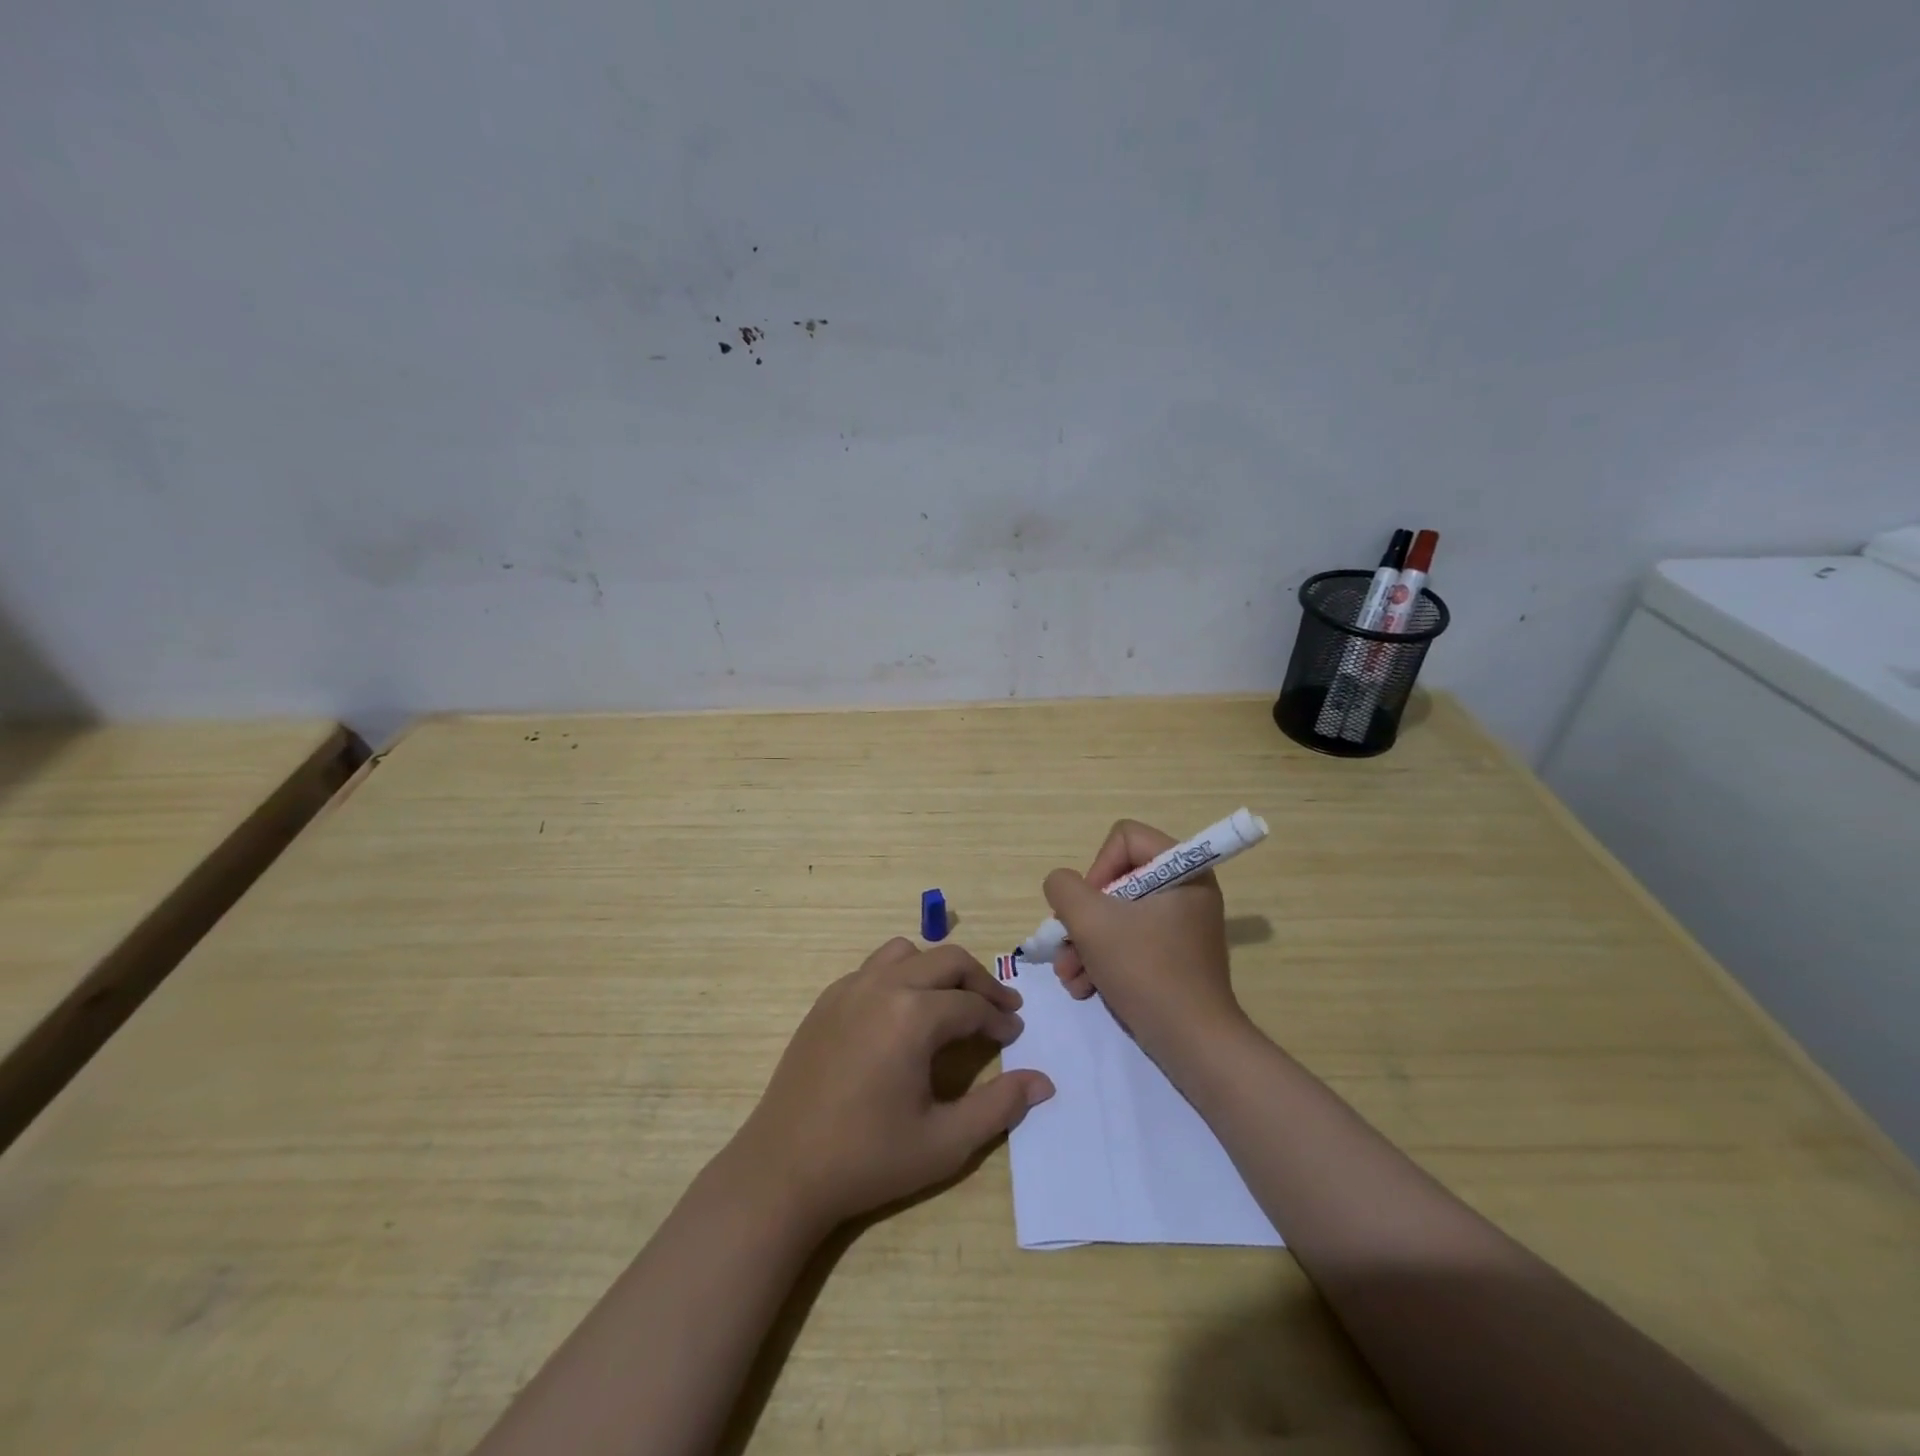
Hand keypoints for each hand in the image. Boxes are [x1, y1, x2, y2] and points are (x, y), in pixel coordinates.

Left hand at [728, 938, 1054, 1232]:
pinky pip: (874, 968)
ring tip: (952, 1002)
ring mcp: (849, 988)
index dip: (1000, 1019)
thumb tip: (1043, 1082)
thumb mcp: (944, 1142)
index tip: (1015, 1034)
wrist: (783, 1170)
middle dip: (979, 982)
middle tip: (1000, 1008)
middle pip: (946, 961)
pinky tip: (903, 1014)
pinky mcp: (827, 1000)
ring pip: (907, 952)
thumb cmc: (868, 1158)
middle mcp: (883, 986)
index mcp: (913, 1015)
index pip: (972, 1005)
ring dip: (938, 969)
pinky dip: (901, 975)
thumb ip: (999, 1107)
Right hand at [1044, 819, 1246, 1065]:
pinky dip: (1103, 960)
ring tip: (1070, 977)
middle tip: (1066, 947)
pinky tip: (1085, 988)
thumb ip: (1064, 888)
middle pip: (1116, 880)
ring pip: (1117, 915)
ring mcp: (1181, 925)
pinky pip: (1130, 941)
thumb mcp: (1091, 921)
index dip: (1097, 869)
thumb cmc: (1146, 970)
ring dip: (1084, 944)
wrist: (1193, 1043)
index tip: (1088, 909)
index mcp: (1183, 869)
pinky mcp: (1174, 955)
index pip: (1124, 838)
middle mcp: (1186, 890)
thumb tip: (1062, 886)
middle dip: (1082, 918)